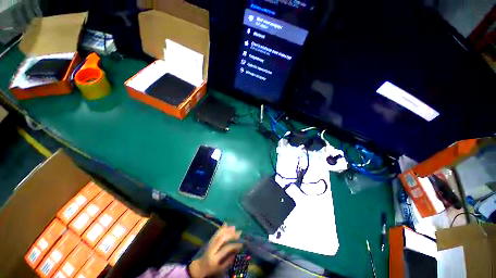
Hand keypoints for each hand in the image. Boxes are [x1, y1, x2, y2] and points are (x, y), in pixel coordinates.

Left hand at [188, 224, 242, 277]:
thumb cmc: (211, 269)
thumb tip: (237, 252)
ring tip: (234, 227)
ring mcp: (210, 243)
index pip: (225, 249)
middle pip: (221, 238)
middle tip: (239, 232)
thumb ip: (228, 261)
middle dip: (230, 234)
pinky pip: (216, 233)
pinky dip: (221, 228)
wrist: (200, 267)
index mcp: (215, 257)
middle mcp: (212, 249)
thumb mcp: (220, 268)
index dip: (234, 246)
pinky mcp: (209, 240)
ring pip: (218, 234)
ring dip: (227, 229)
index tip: (241, 244)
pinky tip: (226, 223)